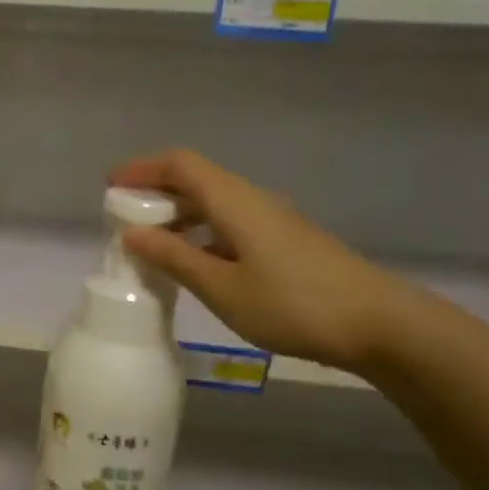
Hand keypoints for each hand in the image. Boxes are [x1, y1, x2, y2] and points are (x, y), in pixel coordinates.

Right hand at [110, 149, 411, 372]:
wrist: (377, 324)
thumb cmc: (293, 304)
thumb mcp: (223, 287)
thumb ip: (175, 258)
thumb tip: (133, 233)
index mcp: (235, 202)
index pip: (181, 165)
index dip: (143, 169)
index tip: (111, 186)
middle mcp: (253, 201)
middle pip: (197, 180)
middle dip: (156, 193)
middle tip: (123, 219)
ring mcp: (274, 221)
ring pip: (215, 204)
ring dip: (179, 216)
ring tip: (151, 245)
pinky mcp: (286, 243)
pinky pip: (231, 225)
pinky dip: (202, 234)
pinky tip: (194, 264)